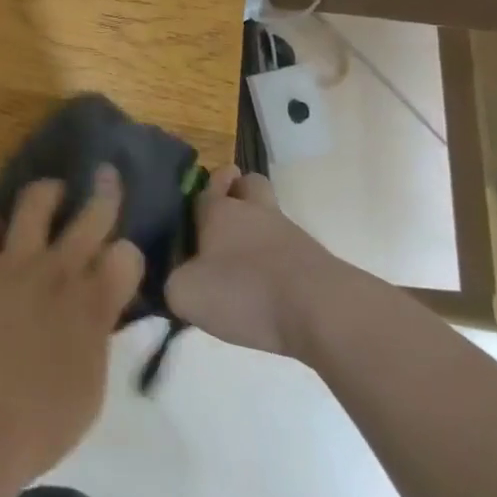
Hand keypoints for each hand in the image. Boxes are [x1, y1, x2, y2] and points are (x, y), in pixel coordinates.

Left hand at [0, 170, 143, 489]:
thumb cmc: (44, 422)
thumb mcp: (91, 384)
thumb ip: (96, 336)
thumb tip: (97, 313)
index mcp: (94, 305)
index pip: (127, 256)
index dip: (128, 255)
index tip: (122, 261)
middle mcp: (59, 272)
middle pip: (91, 216)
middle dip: (104, 192)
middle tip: (105, 175)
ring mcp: (15, 263)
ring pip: (35, 202)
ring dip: (46, 192)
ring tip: (50, 192)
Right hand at [166, 164, 328, 357]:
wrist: (323, 312)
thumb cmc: (245, 291)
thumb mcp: (187, 294)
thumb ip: (173, 284)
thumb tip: (176, 282)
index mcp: (219, 211)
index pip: (207, 186)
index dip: (202, 189)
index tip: (196, 197)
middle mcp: (254, 212)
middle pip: (249, 184)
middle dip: (238, 190)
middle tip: (226, 215)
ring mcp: (290, 234)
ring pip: (271, 215)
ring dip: (260, 230)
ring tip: (245, 264)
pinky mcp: (317, 261)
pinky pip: (290, 249)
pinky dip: (279, 262)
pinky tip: (269, 289)